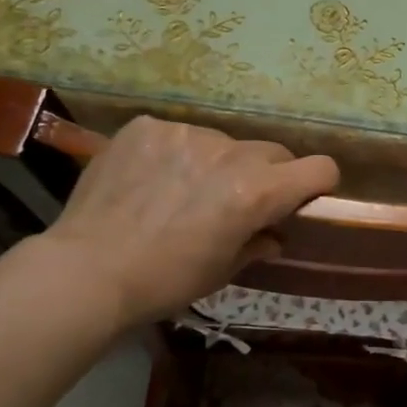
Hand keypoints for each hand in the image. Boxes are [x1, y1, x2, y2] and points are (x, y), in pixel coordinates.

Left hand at [35, 115, 338, 329]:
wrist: (87, 270)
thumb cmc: (165, 281)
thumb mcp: (222, 270)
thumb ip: (257, 244)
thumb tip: (273, 235)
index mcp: (257, 191)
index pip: (319, 168)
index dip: (318, 184)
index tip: (302, 199)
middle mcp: (229, 153)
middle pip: (272, 152)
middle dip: (267, 174)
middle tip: (236, 201)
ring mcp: (186, 133)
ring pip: (222, 142)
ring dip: (216, 162)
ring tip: (181, 191)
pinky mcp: (147, 126)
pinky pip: (177, 134)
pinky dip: (174, 154)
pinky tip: (148, 179)